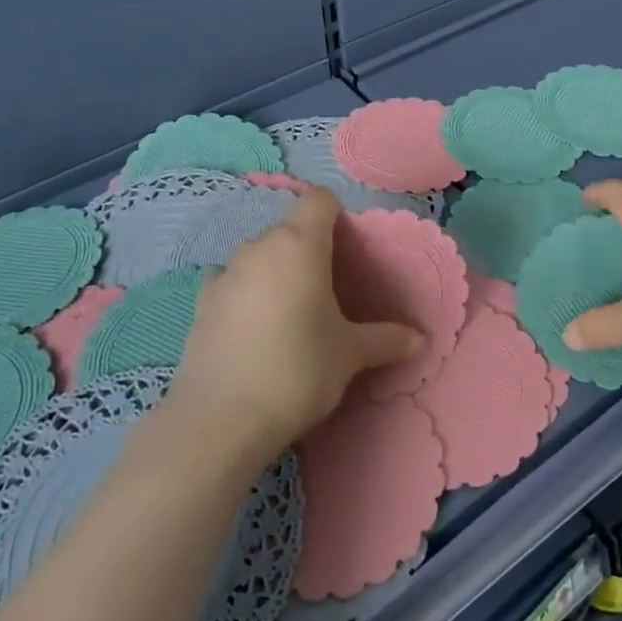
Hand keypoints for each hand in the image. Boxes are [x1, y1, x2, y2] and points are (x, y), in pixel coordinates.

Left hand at [169, 187, 424, 465]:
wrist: (221, 420)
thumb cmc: (299, 371)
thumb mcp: (350, 355)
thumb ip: (387, 339)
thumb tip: (420, 340)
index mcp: (300, 245)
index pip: (319, 200)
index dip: (336, 216)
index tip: (347, 251)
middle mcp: (259, 247)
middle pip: (290, 230)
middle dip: (309, 250)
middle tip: (326, 292)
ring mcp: (225, 273)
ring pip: (259, 257)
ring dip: (275, 272)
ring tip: (288, 315)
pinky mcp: (200, 302)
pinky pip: (231, 283)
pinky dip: (244, 294)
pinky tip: (252, 330)